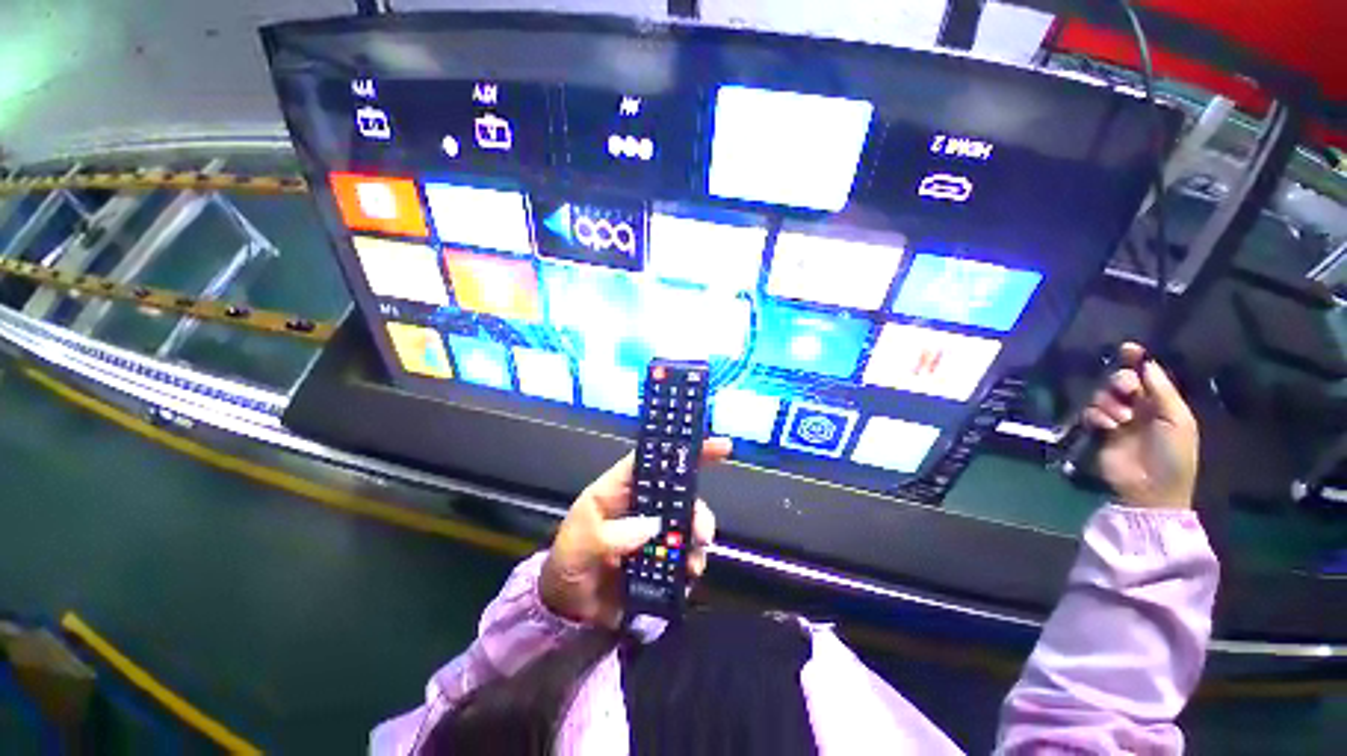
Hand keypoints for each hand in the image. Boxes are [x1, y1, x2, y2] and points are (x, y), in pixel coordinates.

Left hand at [540, 438, 731, 628]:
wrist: (568, 609)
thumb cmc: (569, 562)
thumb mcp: (580, 544)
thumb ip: (611, 535)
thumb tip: (654, 526)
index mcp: (620, 489)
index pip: (652, 460)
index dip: (681, 449)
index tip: (719, 446)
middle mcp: (643, 505)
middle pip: (680, 493)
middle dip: (697, 510)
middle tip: (702, 533)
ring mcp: (655, 531)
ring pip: (689, 523)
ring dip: (698, 540)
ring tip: (693, 564)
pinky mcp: (663, 557)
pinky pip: (687, 553)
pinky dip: (693, 562)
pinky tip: (688, 577)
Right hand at [1082, 343, 1198, 509]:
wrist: (1152, 488)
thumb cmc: (1173, 454)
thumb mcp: (1177, 420)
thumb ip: (1162, 391)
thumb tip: (1146, 363)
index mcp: (1162, 403)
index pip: (1147, 374)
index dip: (1137, 360)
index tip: (1127, 347)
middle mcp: (1139, 407)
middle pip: (1121, 380)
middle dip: (1121, 381)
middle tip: (1126, 391)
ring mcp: (1118, 420)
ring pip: (1103, 395)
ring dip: (1110, 403)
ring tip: (1121, 420)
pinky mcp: (1099, 431)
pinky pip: (1090, 412)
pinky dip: (1097, 416)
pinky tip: (1108, 427)